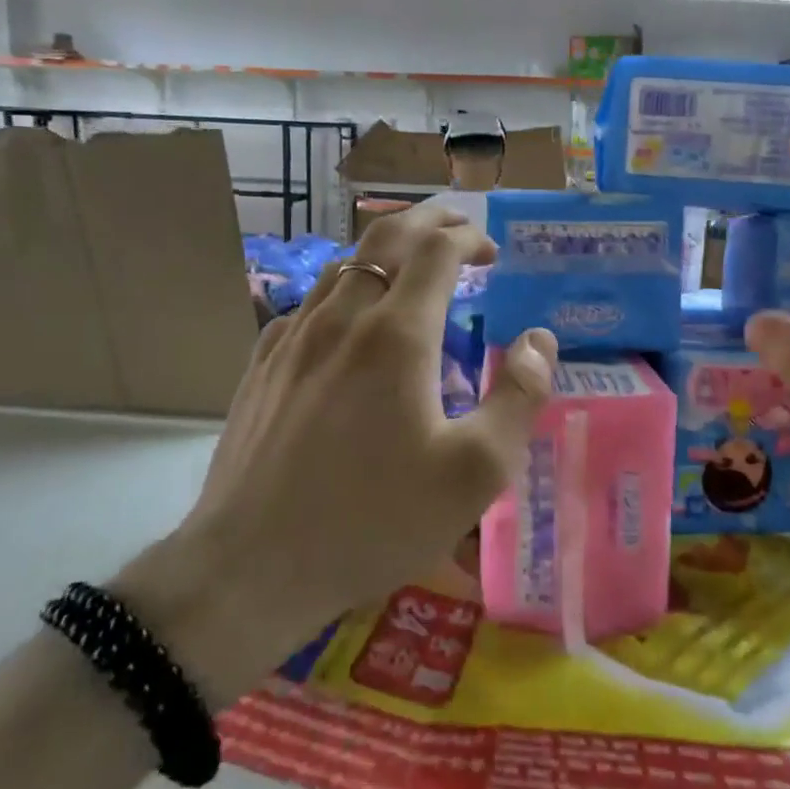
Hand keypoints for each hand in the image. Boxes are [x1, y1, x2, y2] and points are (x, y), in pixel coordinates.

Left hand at [116, 203, 557, 705]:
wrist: (249, 567)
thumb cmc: (372, 519)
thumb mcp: (474, 473)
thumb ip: (518, 397)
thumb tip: (540, 340)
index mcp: (396, 335)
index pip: (436, 249)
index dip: (470, 237)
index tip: (493, 253)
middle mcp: (341, 318)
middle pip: (385, 237)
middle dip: (428, 221)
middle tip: (459, 230)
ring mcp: (292, 339)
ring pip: (343, 265)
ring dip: (386, 253)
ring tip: (412, 271)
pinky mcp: (262, 366)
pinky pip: (309, 302)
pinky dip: (345, 288)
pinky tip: (350, 323)